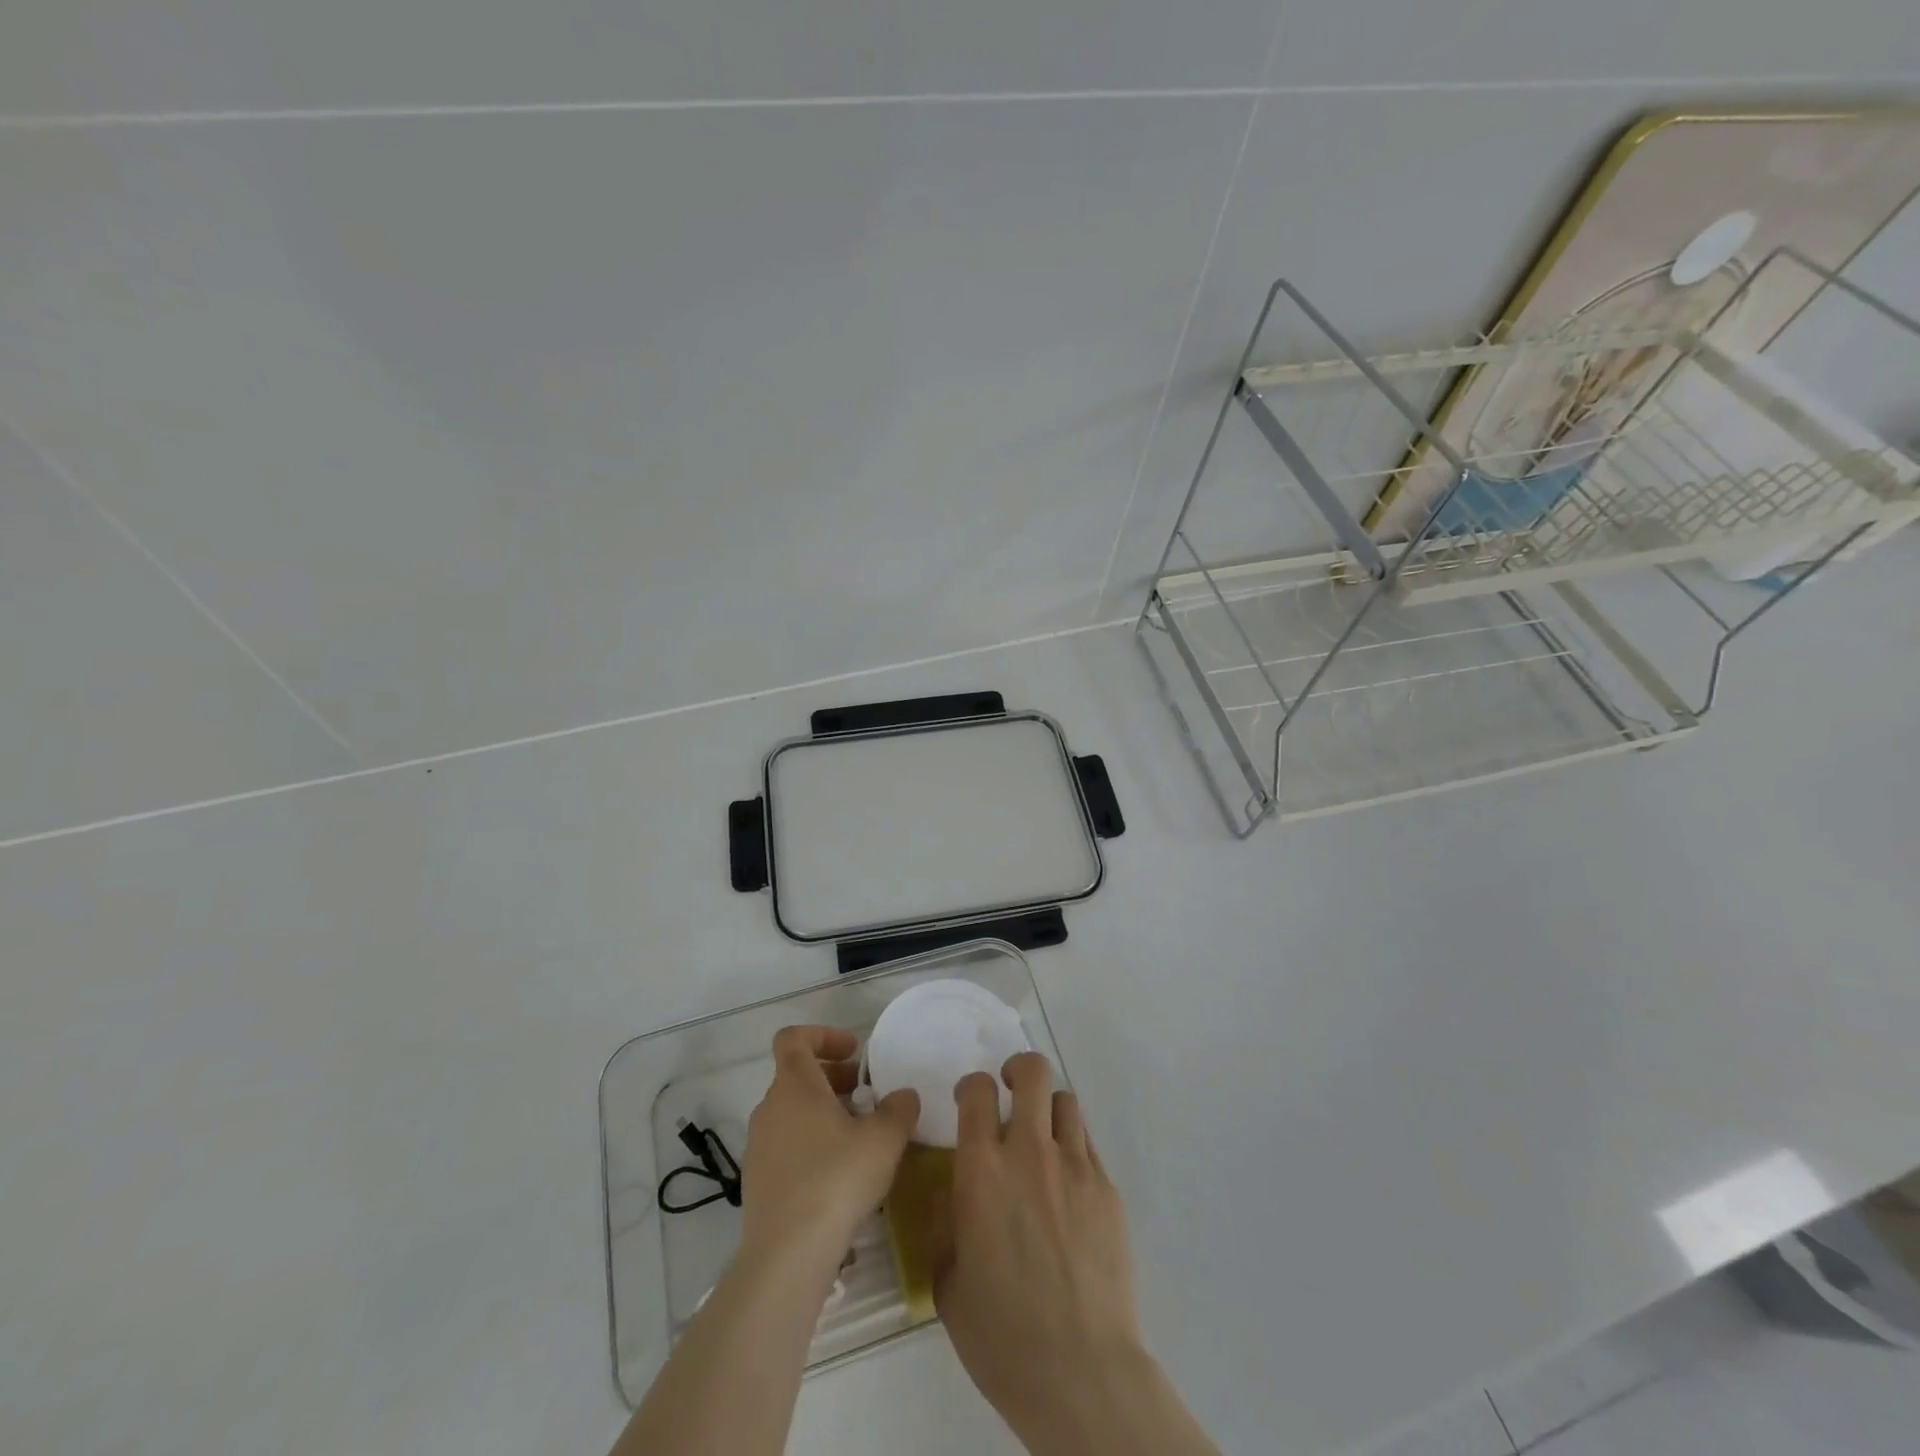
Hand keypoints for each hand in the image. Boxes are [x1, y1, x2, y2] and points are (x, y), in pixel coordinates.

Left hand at [741, 1026, 918, 1264]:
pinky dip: (811, 1146)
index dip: (823, 1036)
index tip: (854, 1052)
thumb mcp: (884, 1139)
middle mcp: (769, 1108)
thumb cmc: (837, 1179)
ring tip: (860, 1138)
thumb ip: (899, 1108)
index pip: (793, 1038)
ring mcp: (758, 1147)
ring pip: (793, 1114)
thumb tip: (903, 1095)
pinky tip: (840, 1176)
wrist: (787, 1255)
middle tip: (867, 1096)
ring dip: (824, 1114)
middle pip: (797, 1076)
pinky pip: (786, 1147)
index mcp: (794, 1085)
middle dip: (834, 1079)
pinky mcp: (757, 1183)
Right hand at [936, 1053, 1152, 1450]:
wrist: (1079, 1371)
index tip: (969, 1101)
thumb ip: (948, 1223)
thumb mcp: (948, 1280)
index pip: (977, 1091)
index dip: (971, 1086)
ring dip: (1048, 1110)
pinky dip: (1073, 1148)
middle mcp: (1029, 1152)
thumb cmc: (1000, 1334)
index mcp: (982, 1169)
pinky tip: (1068, 1186)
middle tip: (1010, 1092)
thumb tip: (956, 1194)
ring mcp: (1075, 1166)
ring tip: (1043, 1139)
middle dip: (1018, 1070)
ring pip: (1066, 1102)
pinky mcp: (1108, 1188)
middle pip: (1033, 1073)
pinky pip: (1088, 1144)